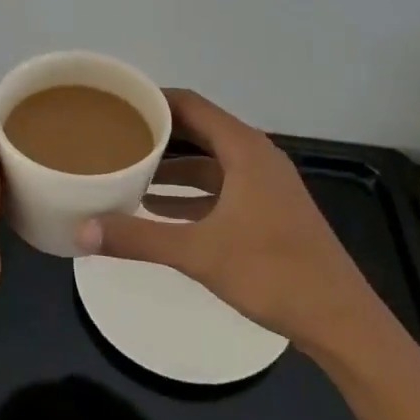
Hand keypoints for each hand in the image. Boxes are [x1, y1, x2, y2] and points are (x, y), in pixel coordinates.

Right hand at [76, 90, 392, 353]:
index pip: (190, 105)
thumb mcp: (198, 253)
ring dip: (172, 166)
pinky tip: (158, 209)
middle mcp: (256, 156)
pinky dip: (191, 193)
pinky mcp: (268, 210)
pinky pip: (221, 187)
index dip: (153, 99)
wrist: (339, 319)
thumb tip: (80, 229)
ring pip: (210, 162)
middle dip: (157, 132)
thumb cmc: (271, 272)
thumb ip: (138, 238)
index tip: (115, 102)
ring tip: (127, 170)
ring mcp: (265, 184)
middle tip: (114, 135)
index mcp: (244, 149)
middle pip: (199, 130)